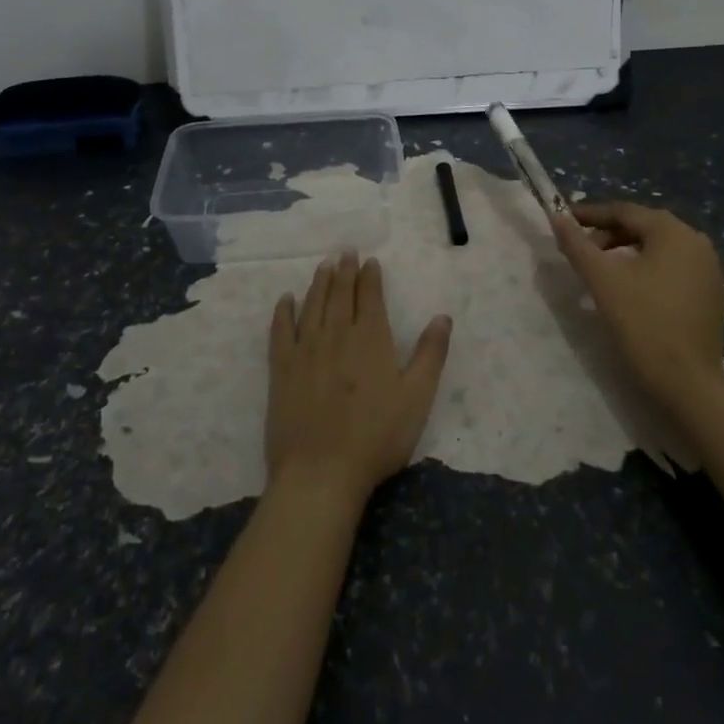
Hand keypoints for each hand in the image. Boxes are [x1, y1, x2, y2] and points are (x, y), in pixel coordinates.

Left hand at [265, 252, 451, 509]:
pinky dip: (283, 311)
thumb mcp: (417, 398)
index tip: (369, 260)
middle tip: (344, 251)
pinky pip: (281, 330)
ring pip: (312, 305)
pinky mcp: (282, 368)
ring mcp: (305, 349)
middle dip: (344, 270)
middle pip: (339, 293)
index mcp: (371, 338)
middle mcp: (336, 334)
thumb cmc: (377, 437)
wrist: (321, 472)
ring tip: (324, 265)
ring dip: (319, 282)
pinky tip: (286, 299)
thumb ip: (431, 354)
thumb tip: (442, 317)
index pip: (369, 296)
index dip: (370, 276)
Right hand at [552, 201, 723, 418]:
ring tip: (599, 270)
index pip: (624, 211)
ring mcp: (708, 269)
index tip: (562, 222)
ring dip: (625, 252)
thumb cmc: (644, 324)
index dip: (590, 215)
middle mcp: (697, 242)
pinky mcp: (710, 294)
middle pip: (643, 227)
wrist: (689, 384)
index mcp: (674, 232)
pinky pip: (671, 267)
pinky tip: (628, 288)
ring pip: (657, 248)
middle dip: (607, 235)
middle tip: (580, 251)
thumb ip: (577, 245)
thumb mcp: (603, 280)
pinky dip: (646, 269)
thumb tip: (556, 217)